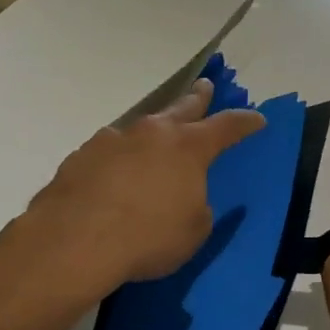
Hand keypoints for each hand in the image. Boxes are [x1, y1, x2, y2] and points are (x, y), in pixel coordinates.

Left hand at [5, 79, 264, 307]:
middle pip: (181, 107)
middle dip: (197, 98)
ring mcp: (112, 141)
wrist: (73, 243)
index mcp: (188, 148)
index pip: (226, 127)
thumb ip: (197, 207)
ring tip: (154, 141)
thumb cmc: (148, 237)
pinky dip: (119, 158)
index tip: (257, 118)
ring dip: (152, 132)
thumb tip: (184, 196)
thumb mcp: (193, 231)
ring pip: (141, 128)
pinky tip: (114, 175)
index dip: (245, 122)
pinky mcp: (80, 157)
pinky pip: (109, 151)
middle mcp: (152, 134)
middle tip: (205, 86)